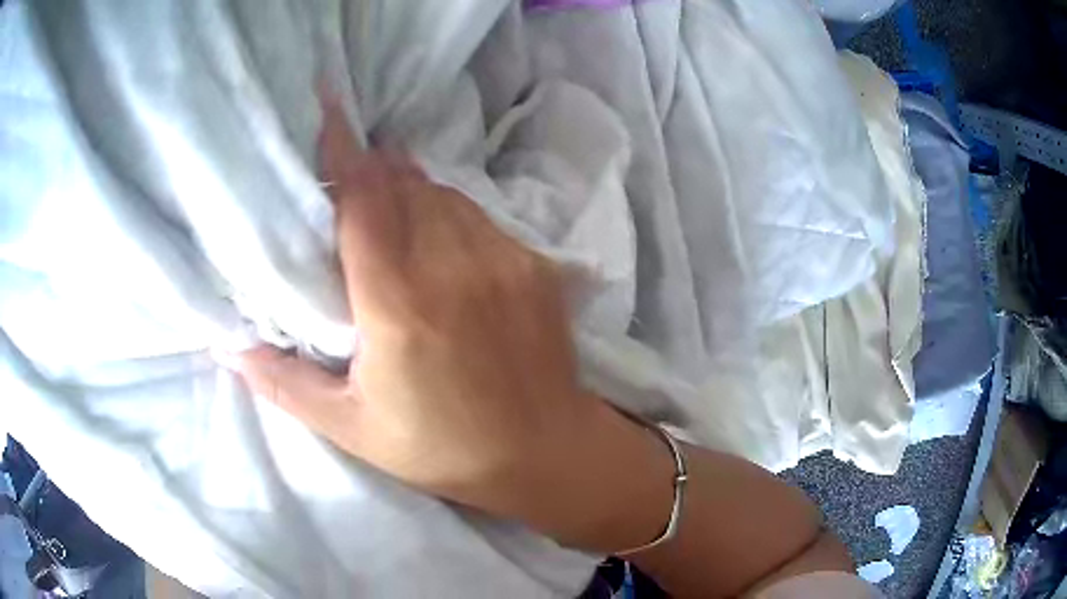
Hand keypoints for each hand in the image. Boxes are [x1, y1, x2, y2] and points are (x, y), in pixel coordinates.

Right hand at [227, 99, 673, 551]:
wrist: (545, 451)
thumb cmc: (442, 448)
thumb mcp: (352, 427)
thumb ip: (284, 384)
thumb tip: (229, 349)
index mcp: (399, 304)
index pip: (364, 200)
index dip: (343, 151)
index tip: (329, 109)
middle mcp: (453, 267)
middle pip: (404, 185)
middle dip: (373, 171)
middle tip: (348, 175)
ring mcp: (503, 260)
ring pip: (444, 194)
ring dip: (411, 189)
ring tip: (388, 206)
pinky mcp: (535, 266)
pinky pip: (480, 217)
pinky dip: (450, 213)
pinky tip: (439, 241)